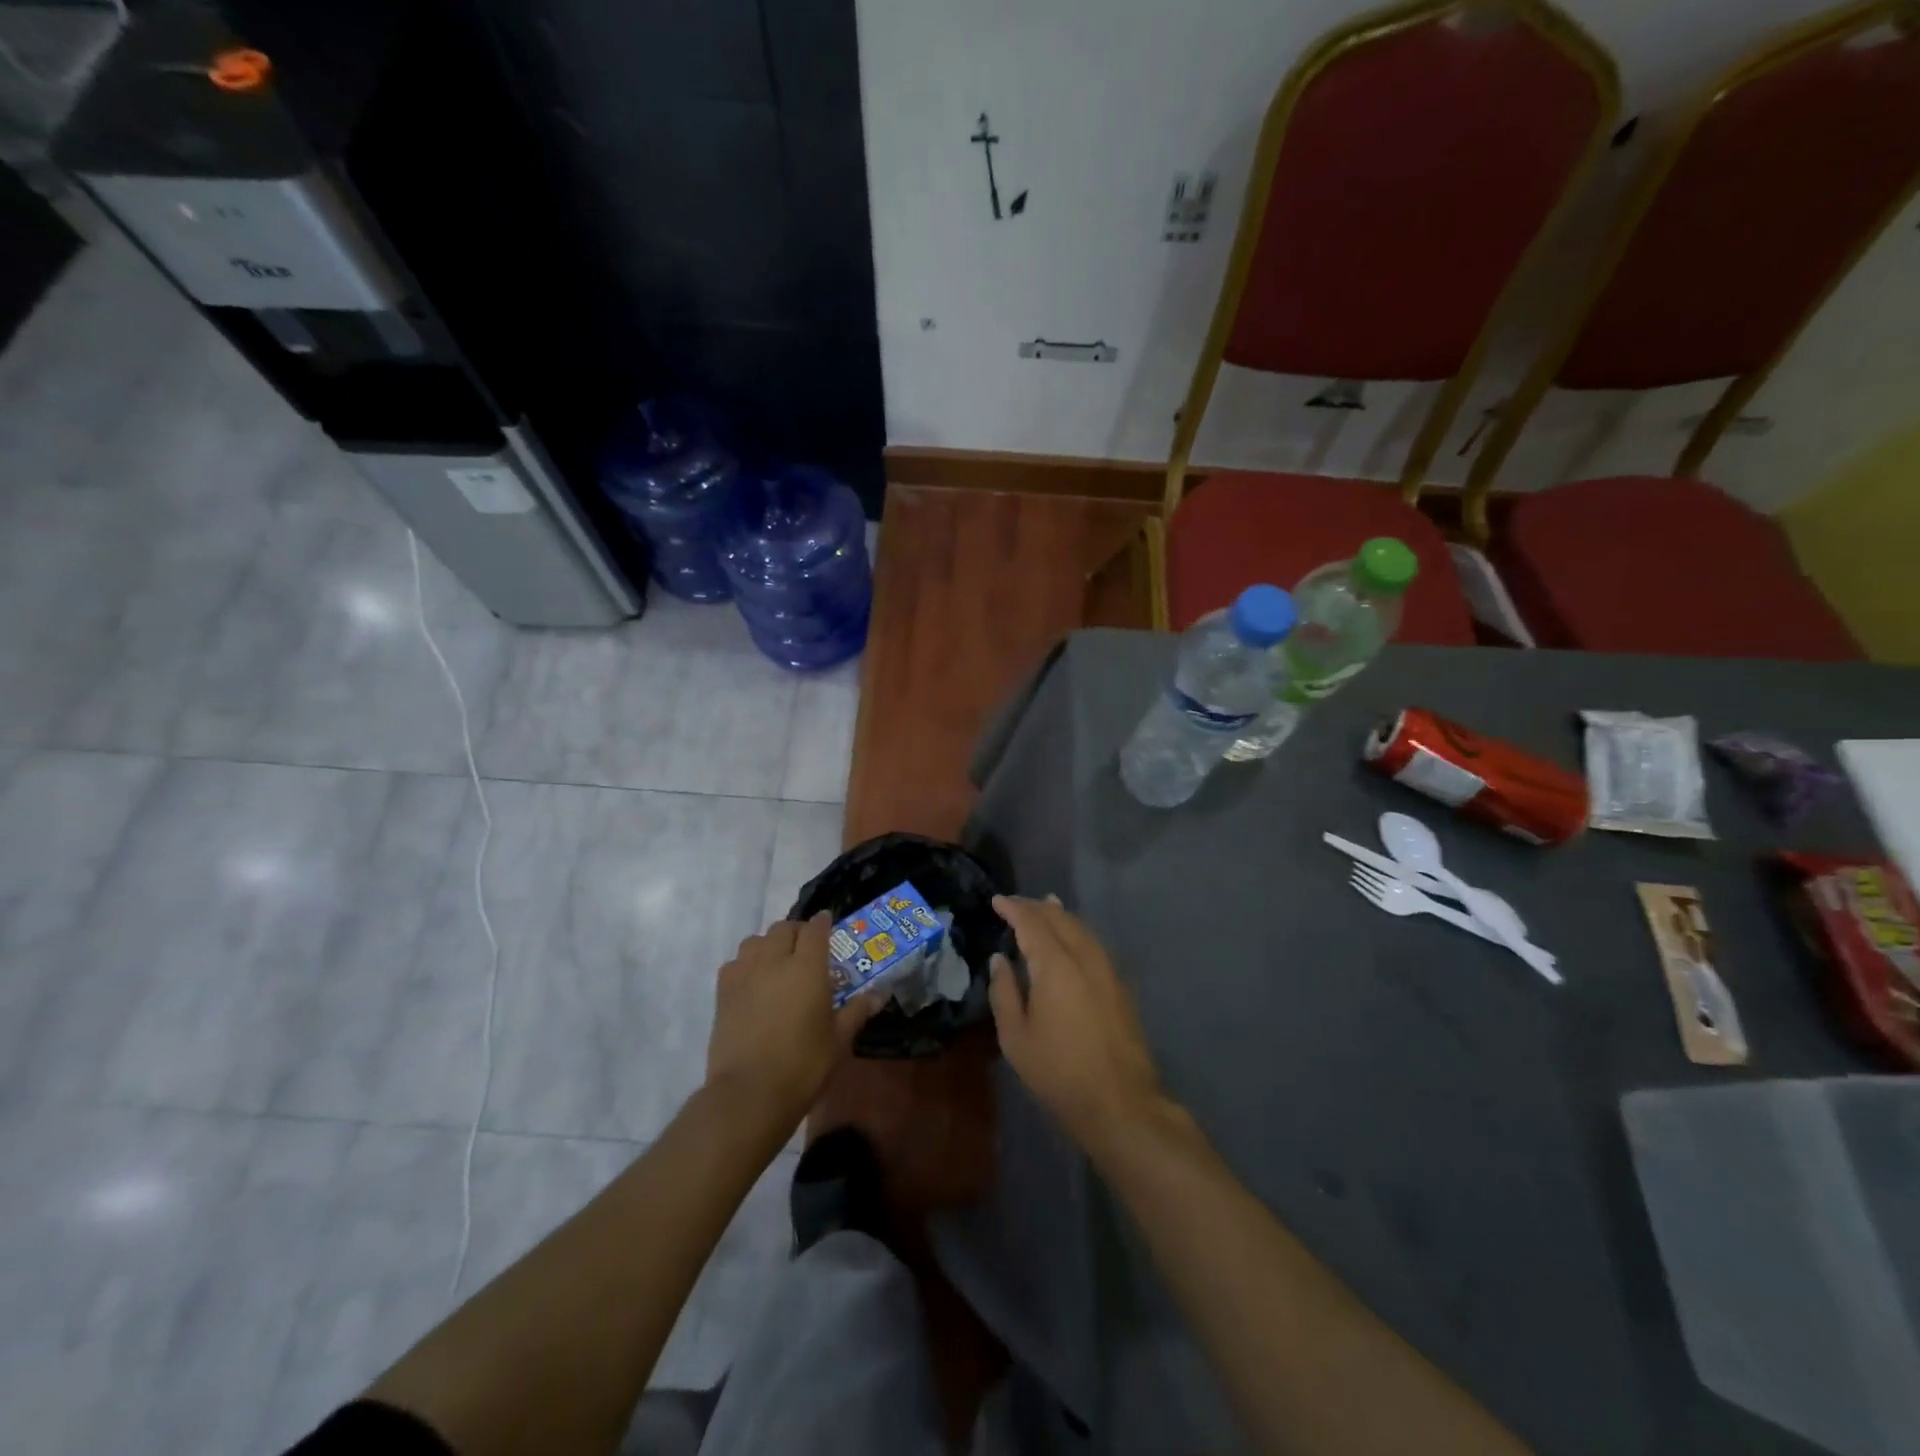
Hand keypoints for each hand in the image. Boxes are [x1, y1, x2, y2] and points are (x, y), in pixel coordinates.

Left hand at [706, 914, 880, 1134]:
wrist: (749, 1094)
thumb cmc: (803, 1066)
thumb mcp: (839, 1040)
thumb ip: (857, 1011)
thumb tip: (880, 994)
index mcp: (808, 968)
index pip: (815, 930)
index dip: (823, 922)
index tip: (828, 921)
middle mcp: (775, 961)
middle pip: (783, 929)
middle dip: (797, 931)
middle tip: (807, 946)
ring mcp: (745, 975)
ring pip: (755, 941)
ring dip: (769, 943)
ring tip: (778, 960)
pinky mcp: (723, 993)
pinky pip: (734, 963)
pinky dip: (745, 963)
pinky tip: (752, 981)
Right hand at [989, 895, 1166, 1154]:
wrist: (1120, 1102)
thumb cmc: (1059, 1072)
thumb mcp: (1016, 1038)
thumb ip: (1004, 992)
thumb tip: (1000, 959)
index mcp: (1056, 965)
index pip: (1032, 922)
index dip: (1013, 908)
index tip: (996, 900)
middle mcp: (1084, 957)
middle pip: (1060, 918)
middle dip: (1036, 907)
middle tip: (1014, 905)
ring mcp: (1107, 969)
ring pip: (1081, 928)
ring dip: (1060, 915)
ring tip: (1046, 906)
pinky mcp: (1120, 984)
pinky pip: (1093, 942)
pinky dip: (1077, 931)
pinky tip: (1071, 938)